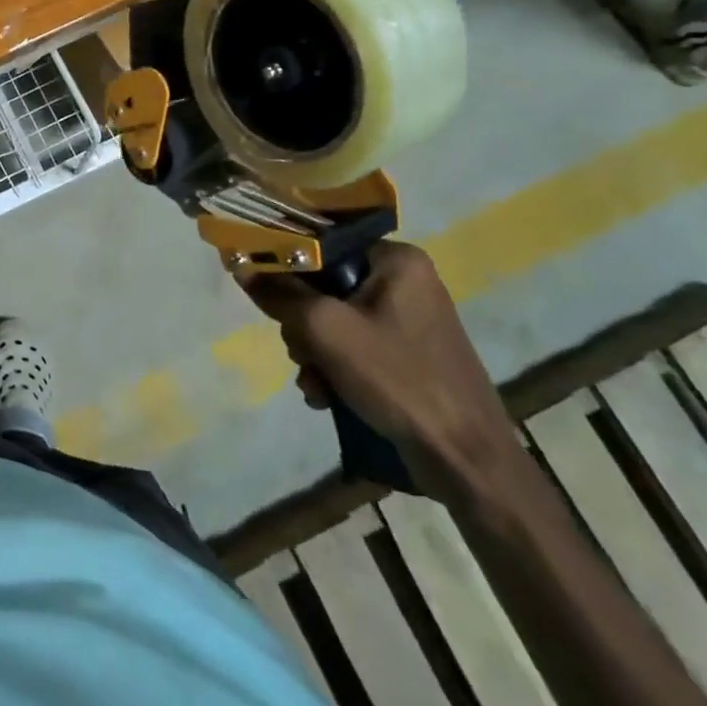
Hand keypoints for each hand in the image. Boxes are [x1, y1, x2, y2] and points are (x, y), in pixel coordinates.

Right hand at [245, 243, 518, 495]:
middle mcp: (404, 280)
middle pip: (324, 286)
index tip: (265, 295)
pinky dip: (334, 369)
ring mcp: (408, 320)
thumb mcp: (325, 329)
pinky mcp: (407, 354)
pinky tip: (327, 396)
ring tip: (316, 384)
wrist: (466, 459)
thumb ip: (279, 293)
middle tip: (302, 353)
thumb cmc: (397, 378)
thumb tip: (240, 265)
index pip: (322, 246)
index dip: (287, 268)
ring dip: (313, 353)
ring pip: (333, 320)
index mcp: (396, 259)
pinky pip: (353, 346)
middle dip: (303, 325)